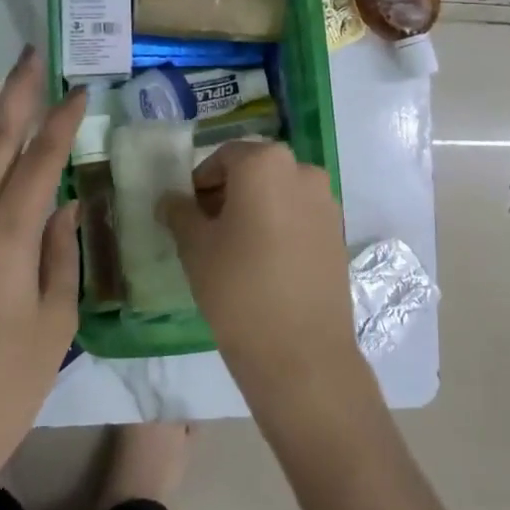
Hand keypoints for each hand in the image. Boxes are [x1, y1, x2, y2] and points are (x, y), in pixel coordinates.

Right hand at [157, 141, 363, 412]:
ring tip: (234, 250)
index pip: (224, 157)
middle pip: (255, 171)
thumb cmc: (239, 289)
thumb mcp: (195, 248)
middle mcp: (303, 170)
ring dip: (255, 209)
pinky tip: (264, 263)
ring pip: (280, 193)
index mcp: (266, 163)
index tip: (186, 213)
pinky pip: (300, 216)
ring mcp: (326, 201)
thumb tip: (171, 199)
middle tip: (205, 230)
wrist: (302, 352)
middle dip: (228, 193)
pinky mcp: (338, 232)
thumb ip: (180, 213)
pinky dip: (280, 226)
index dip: (200, 182)